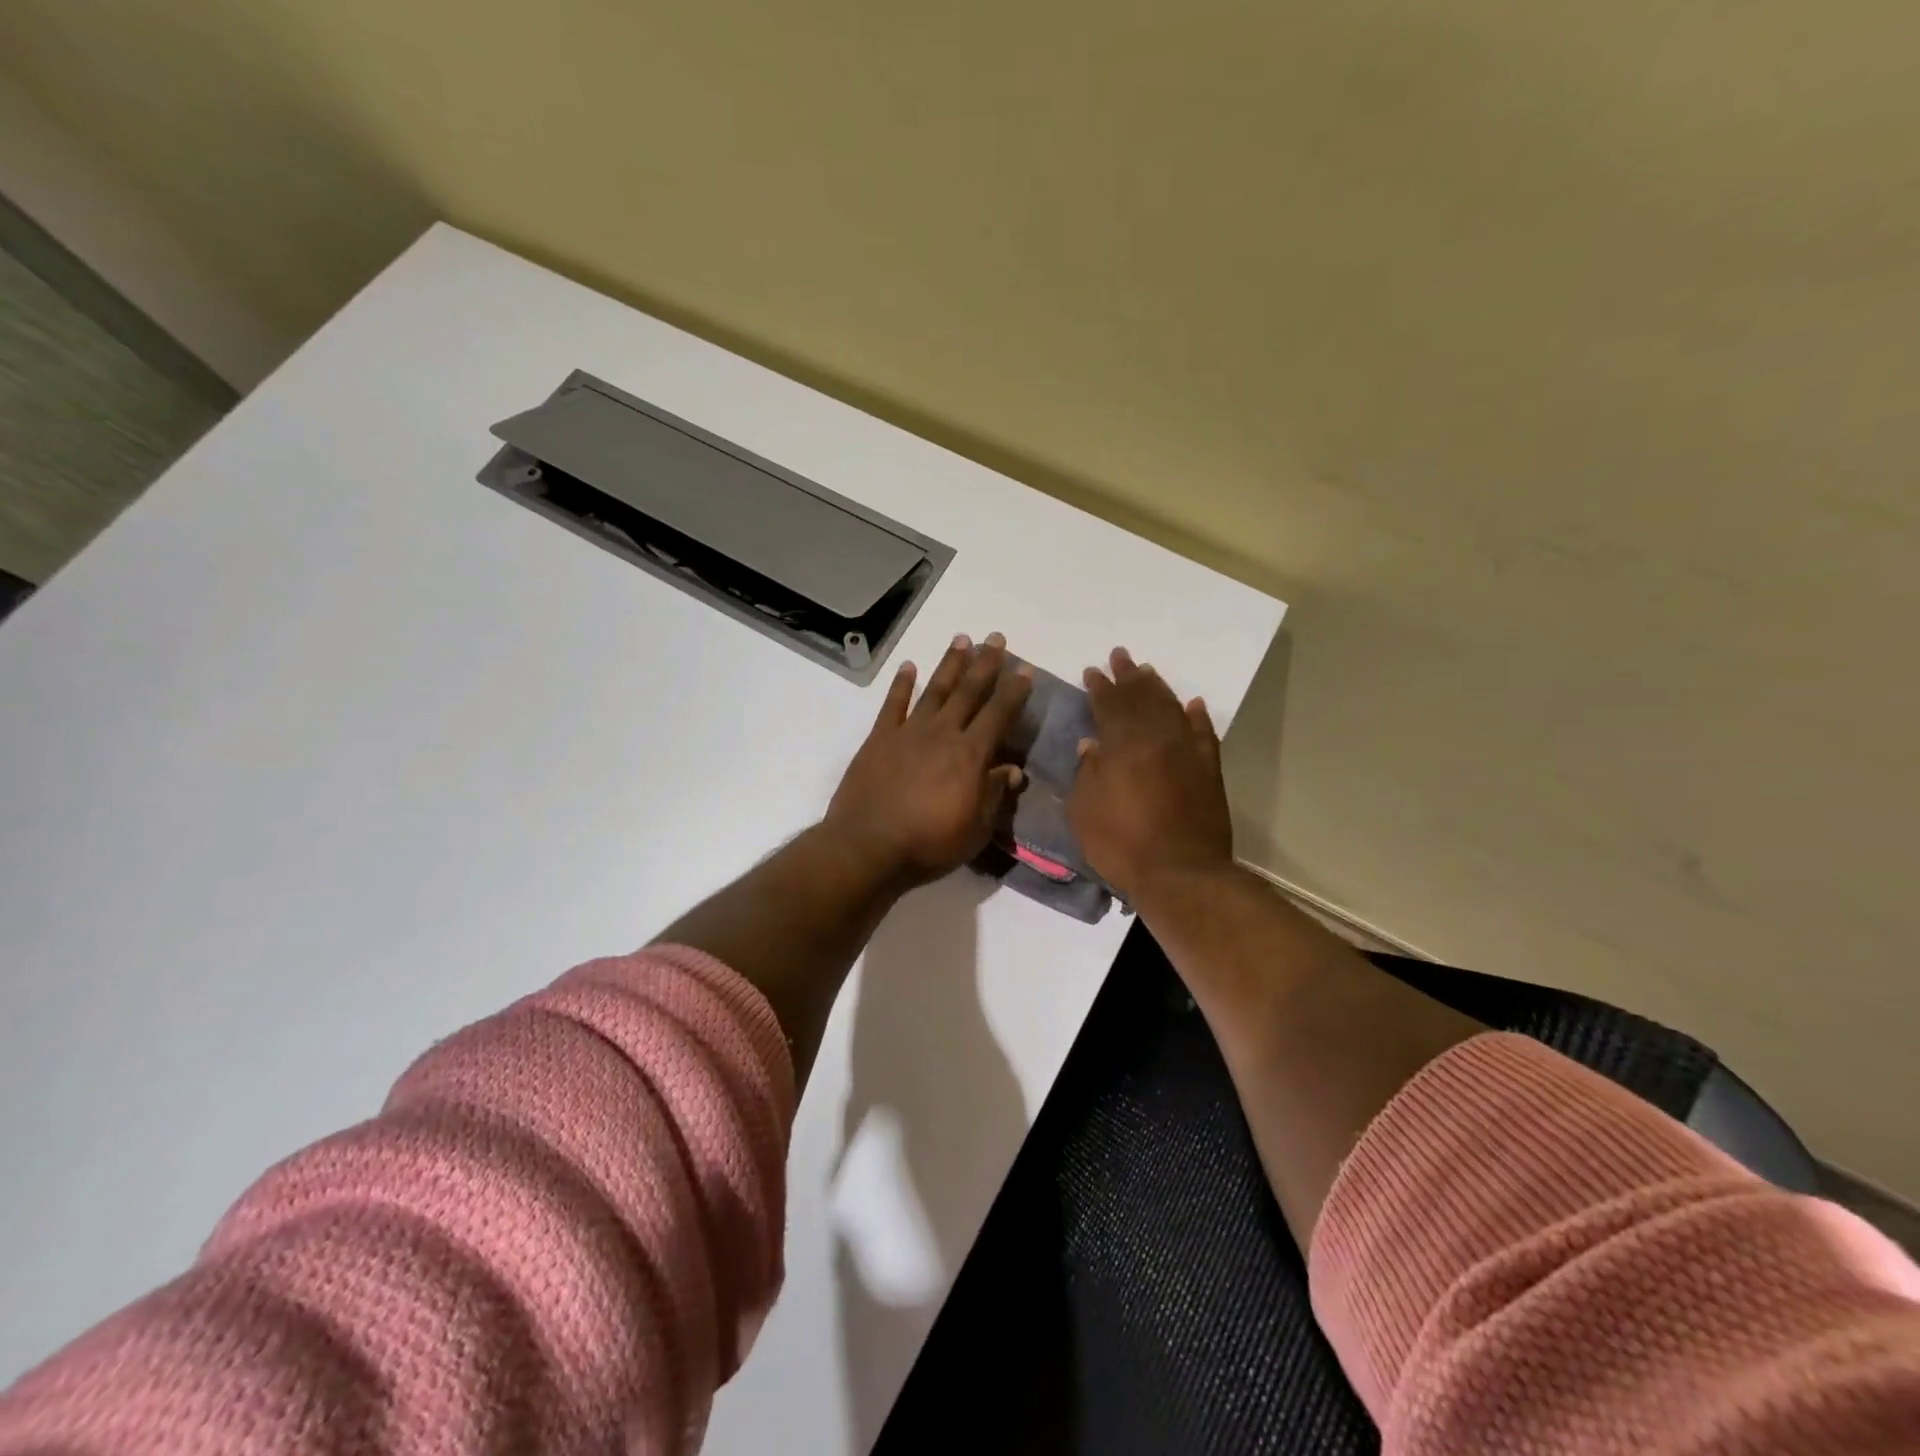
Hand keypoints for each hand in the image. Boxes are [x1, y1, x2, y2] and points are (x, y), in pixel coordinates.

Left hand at [824, 632, 1033, 887]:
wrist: (868, 847)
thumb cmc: (929, 844)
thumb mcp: (975, 829)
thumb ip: (994, 795)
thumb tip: (1012, 770)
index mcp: (970, 755)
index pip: (998, 714)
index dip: (1014, 691)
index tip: (1024, 669)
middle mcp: (942, 733)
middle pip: (968, 691)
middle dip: (985, 664)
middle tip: (995, 638)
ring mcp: (908, 732)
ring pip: (934, 690)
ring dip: (949, 664)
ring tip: (961, 639)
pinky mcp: (879, 739)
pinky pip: (893, 704)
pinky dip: (901, 684)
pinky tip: (908, 667)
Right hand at [1069, 647, 1235, 903]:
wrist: (1181, 873)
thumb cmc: (1122, 845)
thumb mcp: (1084, 812)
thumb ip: (1086, 774)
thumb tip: (1090, 746)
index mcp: (1123, 746)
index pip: (1109, 705)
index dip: (1100, 686)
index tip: (1092, 671)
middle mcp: (1157, 739)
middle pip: (1142, 699)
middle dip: (1128, 676)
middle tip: (1120, 656)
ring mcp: (1188, 753)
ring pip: (1172, 708)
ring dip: (1159, 688)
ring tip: (1148, 672)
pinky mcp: (1209, 771)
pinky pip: (1205, 734)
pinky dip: (1198, 717)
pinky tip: (1193, 705)